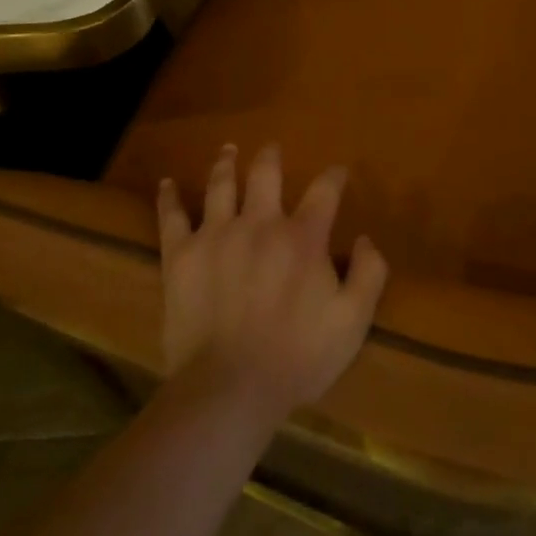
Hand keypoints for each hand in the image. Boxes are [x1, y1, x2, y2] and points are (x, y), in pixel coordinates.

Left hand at [156, 143, 387, 427]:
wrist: (229, 388)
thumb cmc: (297, 357)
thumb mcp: (352, 322)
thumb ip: (368, 274)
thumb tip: (366, 239)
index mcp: (302, 237)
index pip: (324, 191)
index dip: (334, 177)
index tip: (338, 172)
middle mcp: (260, 223)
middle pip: (265, 174)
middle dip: (271, 157)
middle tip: (272, 148)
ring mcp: (217, 234)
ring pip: (221, 184)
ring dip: (226, 163)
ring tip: (228, 150)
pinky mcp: (182, 255)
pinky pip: (172, 217)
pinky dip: (169, 197)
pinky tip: (167, 183)